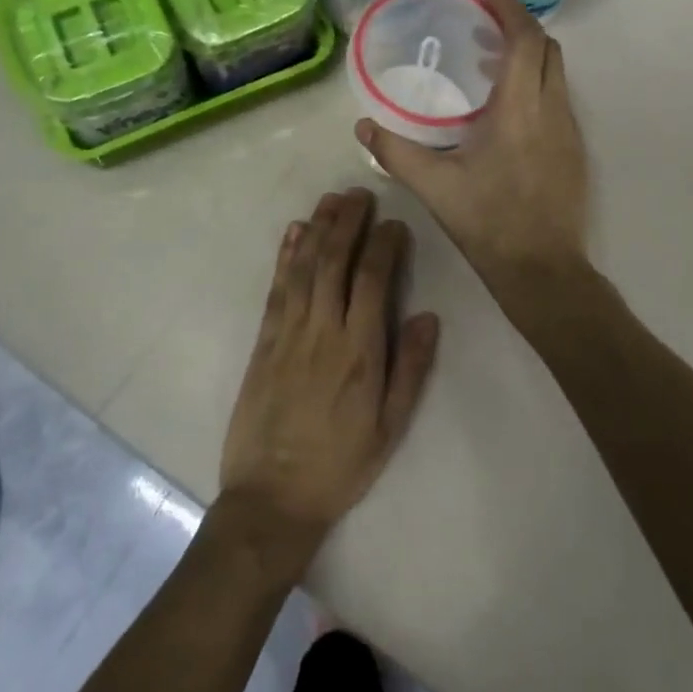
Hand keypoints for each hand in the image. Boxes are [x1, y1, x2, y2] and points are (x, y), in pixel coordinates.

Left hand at [218, 188, 440, 576]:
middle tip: (360, 194)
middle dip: (348, 222)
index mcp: (359, 351)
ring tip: (331, 199)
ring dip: (317, 228)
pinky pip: (276, 288)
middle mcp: (322, 331)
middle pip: (334, 261)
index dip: (384, 246)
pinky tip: (293, 233)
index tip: (395, 224)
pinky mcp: (264, 341)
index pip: (372, 280)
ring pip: (304, 267)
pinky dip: (285, 256)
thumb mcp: (390, 426)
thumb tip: (428, 316)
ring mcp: (288, 333)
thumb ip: (410, 368)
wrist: (272, 497)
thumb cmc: (340, 464)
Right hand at [356, 0, 588, 285]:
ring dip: (529, 58)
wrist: (543, 269)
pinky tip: (507, 112)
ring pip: (556, 74)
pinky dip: (536, 85)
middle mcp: (552, 110)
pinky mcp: (575, 151)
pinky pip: (559, 99)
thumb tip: (362, 128)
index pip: (526, 40)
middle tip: (483, 30)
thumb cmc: (488, 222)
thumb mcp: (435, 186)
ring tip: (488, 66)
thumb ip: (396, 153)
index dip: (510, 11)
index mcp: (519, 109)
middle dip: (520, 29)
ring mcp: (570, 130)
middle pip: (548, 49)